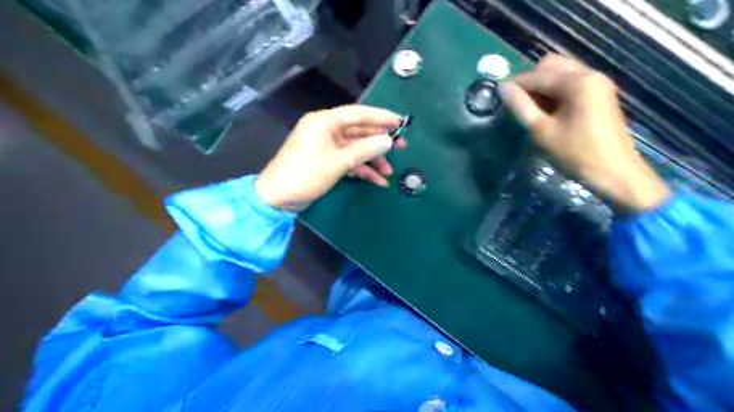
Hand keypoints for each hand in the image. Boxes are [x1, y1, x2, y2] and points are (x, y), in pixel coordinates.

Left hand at [256, 106, 407, 208]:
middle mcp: (326, 130)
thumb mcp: (338, 162)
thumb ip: (365, 150)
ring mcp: (326, 146)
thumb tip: (388, 141)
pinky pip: (348, 160)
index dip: (380, 116)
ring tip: (389, 172)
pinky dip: (361, 169)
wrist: (277, 198)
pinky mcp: (326, 161)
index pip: (357, 113)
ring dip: (372, 159)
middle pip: (358, 131)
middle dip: (379, 141)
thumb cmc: (306, 174)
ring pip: (355, 148)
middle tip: (402, 146)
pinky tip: (377, 181)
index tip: (400, 121)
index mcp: (324, 122)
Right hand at [499, 55, 668, 209]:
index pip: (538, 75)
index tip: (499, 97)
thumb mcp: (542, 131)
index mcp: (578, 82)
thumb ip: (521, 106)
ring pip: (561, 73)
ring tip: (531, 109)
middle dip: (531, 81)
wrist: (615, 173)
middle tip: (518, 104)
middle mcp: (590, 74)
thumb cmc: (577, 154)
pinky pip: (571, 83)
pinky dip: (555, 92)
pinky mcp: (600, 94)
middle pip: (552, 65)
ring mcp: (598, 83)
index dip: (516, 84)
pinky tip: (548, 111)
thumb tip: (503, 88)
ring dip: (542, 86)